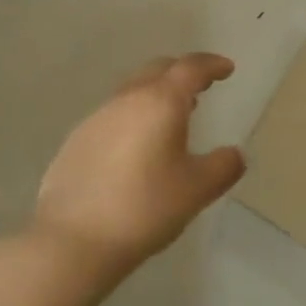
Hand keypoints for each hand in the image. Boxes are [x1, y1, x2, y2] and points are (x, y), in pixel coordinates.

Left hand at [32, 54, 244, 280]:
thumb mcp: (196, 190)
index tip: (227, 68)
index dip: (212, 65)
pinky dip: (133, 116)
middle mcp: (128, 99)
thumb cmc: (143, 208)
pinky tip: (136, 147)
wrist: (70, 240)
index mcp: (161, 101)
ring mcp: (97, 117)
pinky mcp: (77, 140)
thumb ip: (223, 167)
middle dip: (182, 73)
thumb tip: (235, 154)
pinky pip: (114, 114)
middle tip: (201, 87)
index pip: (191, 68)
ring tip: (172, 117)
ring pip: (133, 90)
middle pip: (159, 69)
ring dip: (156, 94)